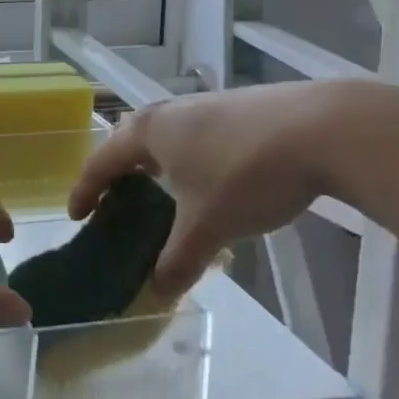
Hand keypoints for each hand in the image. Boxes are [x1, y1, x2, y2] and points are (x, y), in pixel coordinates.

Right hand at [68, 84, 349, 295]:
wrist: (322, 129)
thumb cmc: (246, 174)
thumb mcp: (209, 226)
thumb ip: (178, 260)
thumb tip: (157, 293)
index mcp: (147, 133)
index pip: (101, 161)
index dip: (85, 190)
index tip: (76, 215)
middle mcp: (168, 112)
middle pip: (128, 138)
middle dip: (117, 168)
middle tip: (115, 198)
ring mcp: (204, 105)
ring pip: (164, 133)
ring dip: (154, 161)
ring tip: (162, 189)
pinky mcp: (237, 107)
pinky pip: (194, 133)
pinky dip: (186, 156)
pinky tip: (211, 176)